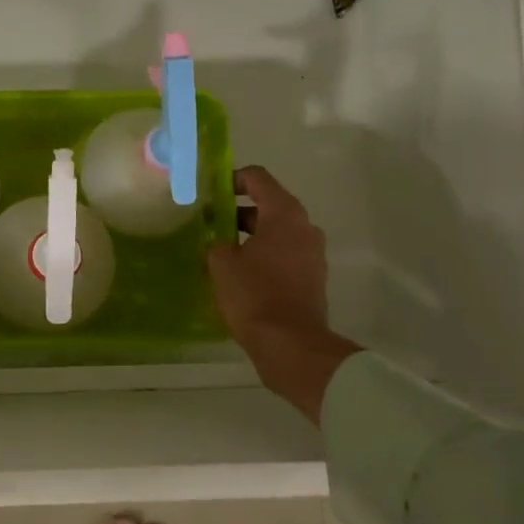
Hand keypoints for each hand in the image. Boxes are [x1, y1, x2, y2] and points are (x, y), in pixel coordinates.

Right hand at [208, 166, 359, 424]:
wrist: (290, 345)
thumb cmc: (254, 295)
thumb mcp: (221, 263)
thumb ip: (216, 241)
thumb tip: (218, 240)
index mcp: (284, 214)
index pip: (258, 178)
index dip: (232, 179)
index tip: (210, 193)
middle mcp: (305, 227)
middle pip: (269, 205)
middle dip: (238, 211)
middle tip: (210, 224)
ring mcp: (313, 254)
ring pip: (277, 232)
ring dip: (251, 236)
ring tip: (222, 251)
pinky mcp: (312, 278)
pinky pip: (284, 254)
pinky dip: (264, 255)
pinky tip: (241, 273)